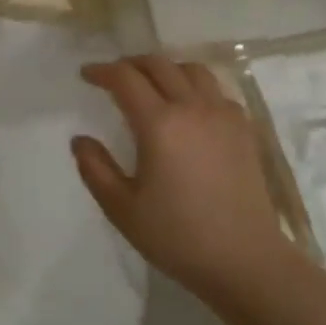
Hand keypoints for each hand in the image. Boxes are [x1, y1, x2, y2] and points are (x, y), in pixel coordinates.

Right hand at [72, 56, 287, 303]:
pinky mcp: (244, 129)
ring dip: (165, 69)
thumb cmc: (177, 236)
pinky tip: (188, 108)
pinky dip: (194, 86)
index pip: (125, 79)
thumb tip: (80, 140)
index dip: (102, 71)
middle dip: (131, 64)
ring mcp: (224, 115)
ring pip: (191, 70)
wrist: (245, 260)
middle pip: (159, 65)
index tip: (86, 74)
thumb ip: (95, 168)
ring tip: (151, 85)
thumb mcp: (122, 208)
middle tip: (113, 77)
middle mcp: (193, 107)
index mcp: (159, 124)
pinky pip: (216, 90)